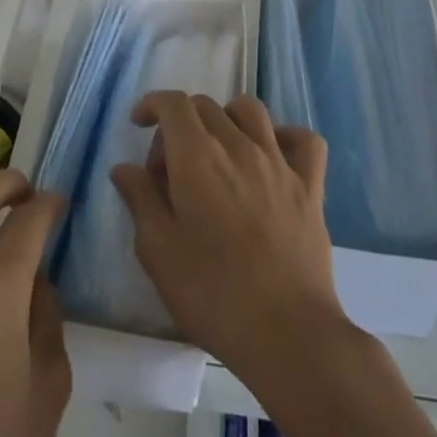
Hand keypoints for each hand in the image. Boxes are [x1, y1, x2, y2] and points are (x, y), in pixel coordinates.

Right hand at [110, 93, 348, 388]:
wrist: (286, 332)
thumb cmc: (211, 293)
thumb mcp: (157, 251)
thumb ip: (140, 199)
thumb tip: (126, 168)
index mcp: (197, 157)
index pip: (173, 104)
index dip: (152, 104)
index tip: (139, 124)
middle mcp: (239, 146)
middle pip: (206, 106)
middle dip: (180, 124)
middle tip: (170, 169)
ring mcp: (279, 163)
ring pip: (251, 111)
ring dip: (226, 119)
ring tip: (217, 152)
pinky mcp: (311, 186)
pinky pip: (304, 141)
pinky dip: (285, 137)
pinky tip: (272, 157)